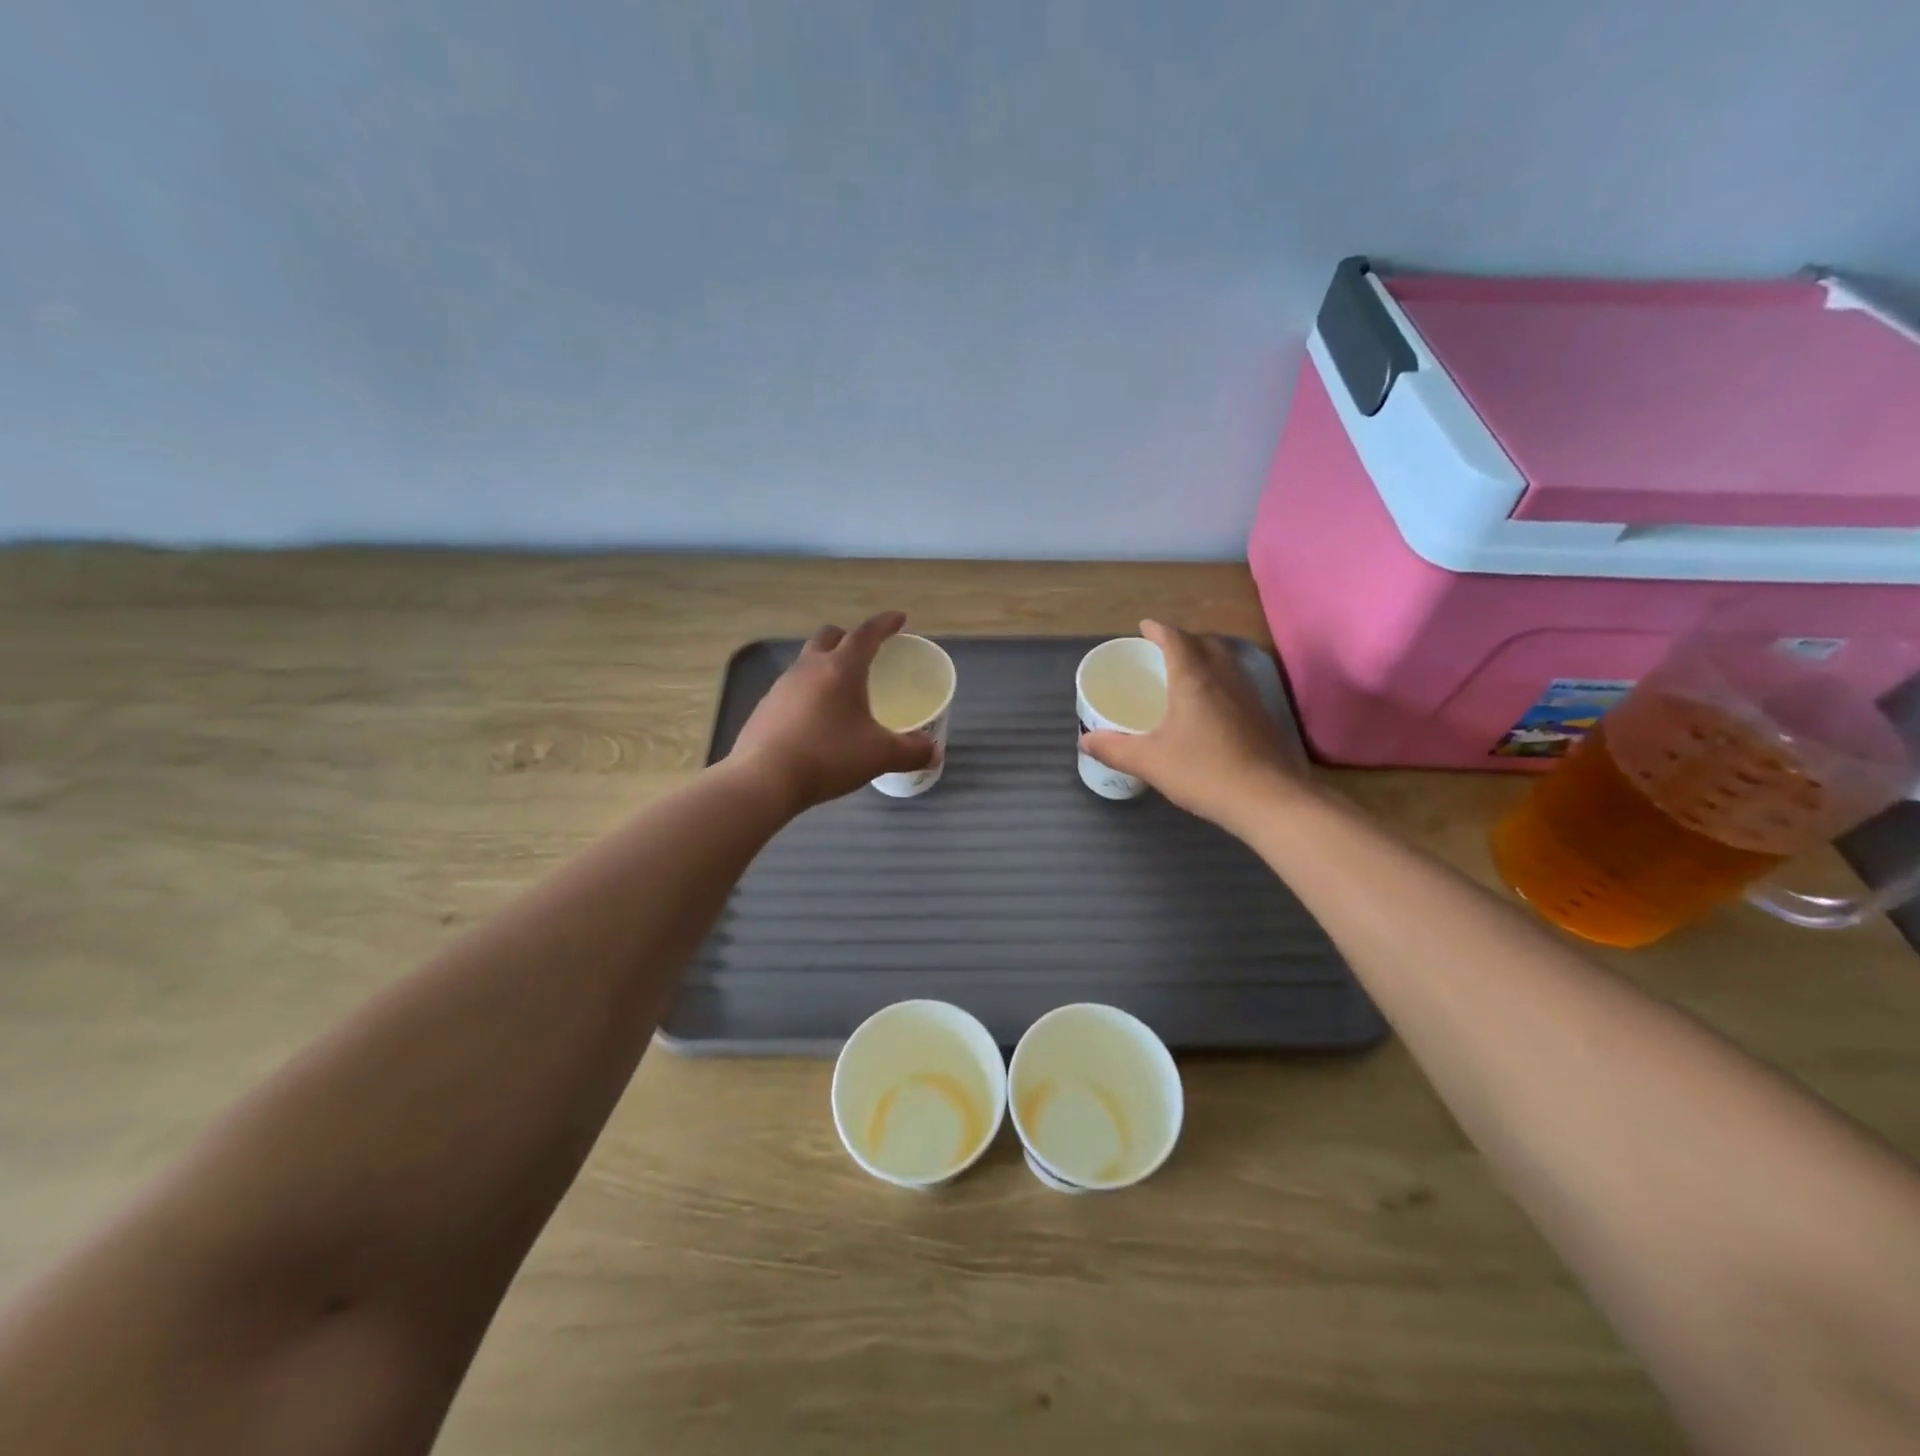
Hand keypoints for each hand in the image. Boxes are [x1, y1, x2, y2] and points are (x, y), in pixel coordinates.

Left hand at [726, 612, 937, 813]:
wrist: (763, 779)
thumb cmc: (828, 756)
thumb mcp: (879, 755)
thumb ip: (911, 751)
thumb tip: (934, 751)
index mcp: (841, 668)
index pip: (866, 634)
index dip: (885, 624)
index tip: (899, 619)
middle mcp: (809, 668)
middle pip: (829, 637)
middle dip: (849, 638)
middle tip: (866, 653)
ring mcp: (782, 686)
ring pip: (807, 662)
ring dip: (825, 665)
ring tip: (841, 689)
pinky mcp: (765, 708)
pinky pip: (792, 689)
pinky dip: (808, 692)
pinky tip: (816, 719)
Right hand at [1080, 620, 1308, 832]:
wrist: (1267, 799)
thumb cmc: (1203, 771)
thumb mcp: (1149, 761)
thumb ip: (1114, 749)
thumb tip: (1085, 740)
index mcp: (1193, 679)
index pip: (1176, 640)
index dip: (1158, 630)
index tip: (1144, 627)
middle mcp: (1223, 678)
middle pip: (1206, 643)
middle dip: (1184, 639)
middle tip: (1164, 650)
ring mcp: (1248, 696)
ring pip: (1227, 661)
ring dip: (1206, 657)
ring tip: (1186, 672)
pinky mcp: (1262, 717)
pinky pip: (1237, 683)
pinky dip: (1219, 680)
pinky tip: (1210, 706)